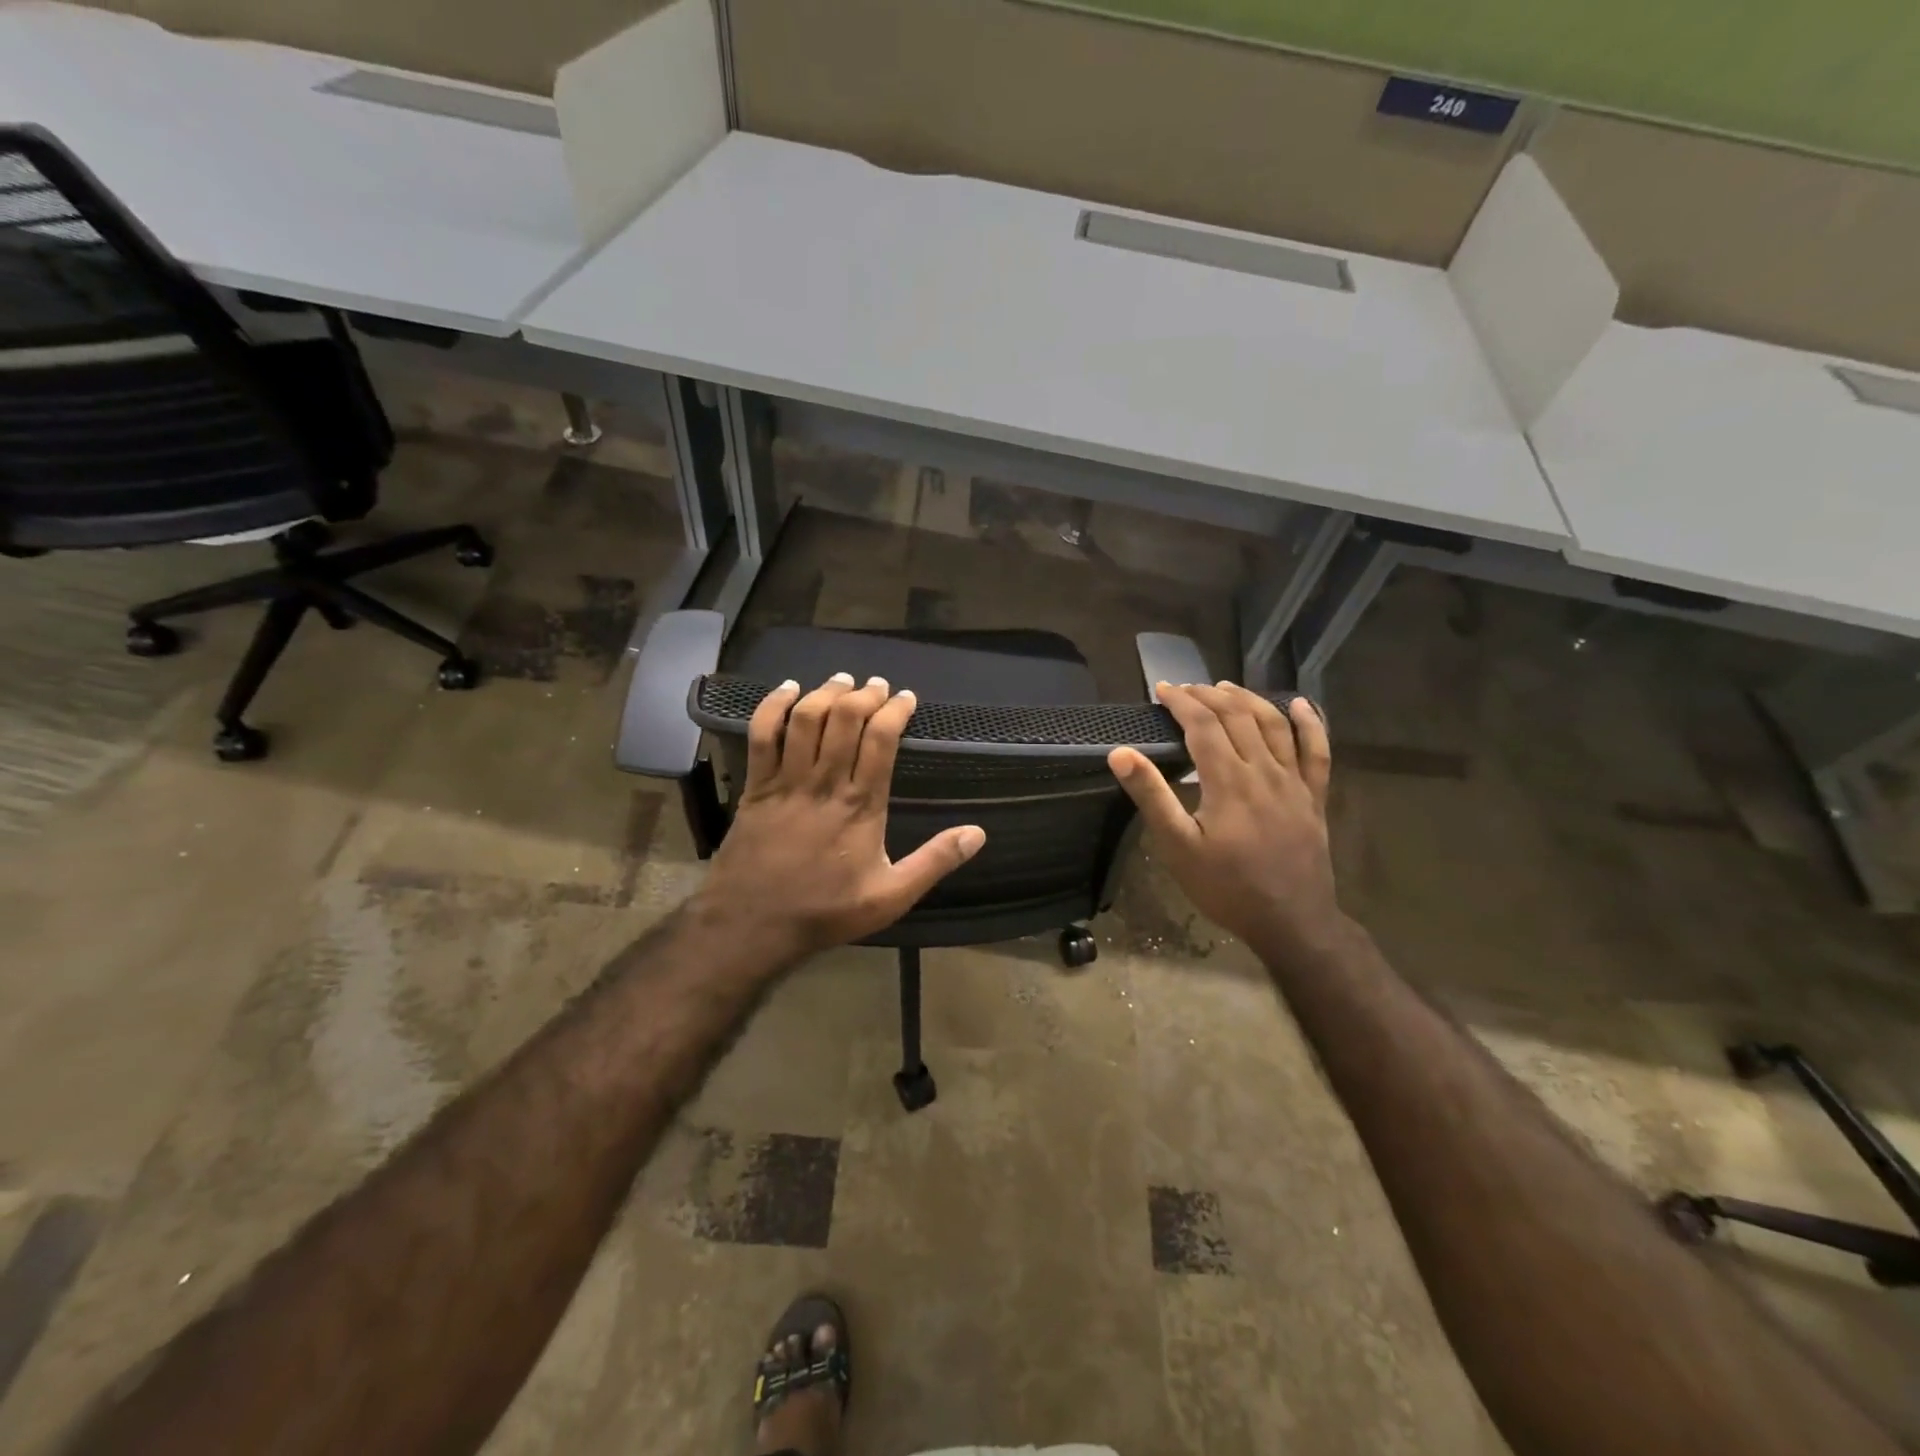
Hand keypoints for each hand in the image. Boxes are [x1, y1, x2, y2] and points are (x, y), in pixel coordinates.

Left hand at [696, 672, 986, 961]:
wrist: (752, 924)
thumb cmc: (826, 911)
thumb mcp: (891, 896)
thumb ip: (934, 862)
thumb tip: (978, 833)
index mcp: (861, 804)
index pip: (881, 740)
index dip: (895, 711)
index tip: (906, 698)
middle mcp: (824, 783)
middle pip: (845, 720)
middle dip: (864, 695)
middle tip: (877, 685)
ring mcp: (786, 781)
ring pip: (806, 720)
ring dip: (826, 693)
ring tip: (843, 681)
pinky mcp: (756, 786)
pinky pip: (762, 735)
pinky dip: (773, 706)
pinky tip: (787, 690)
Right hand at [1108, 683, 1342, 957]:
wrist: (1292, 922)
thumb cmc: (1226, 887)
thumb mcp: (1178, 847)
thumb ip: (1151, 796)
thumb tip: (1120, 753)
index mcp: (1228, 780)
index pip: (1203, 725)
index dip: (1182, 702)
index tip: (1162, 689)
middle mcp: (1264, 771)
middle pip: (1238, 717)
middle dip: (1209, 696)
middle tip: (1186, 689)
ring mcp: (1295, 782)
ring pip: (1274, 725)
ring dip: (1249, 700)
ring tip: (1226, 687)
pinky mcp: (1314, 797)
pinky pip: (1317, 751)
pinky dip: (1310, 723)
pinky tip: (1299, 704)